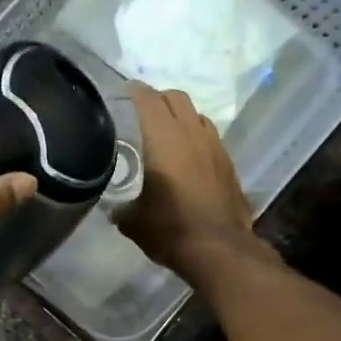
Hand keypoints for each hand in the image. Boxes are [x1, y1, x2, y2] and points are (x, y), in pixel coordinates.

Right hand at [116, 83, 254, 276]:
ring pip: (195, 114)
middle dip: (157, 99)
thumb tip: (113, 207)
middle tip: (140, 113)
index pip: (146, 98)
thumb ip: (120, 206)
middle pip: (174, 97)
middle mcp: (190, 132)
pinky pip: (208, 135)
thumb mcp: (132, 220)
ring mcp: (213, 145)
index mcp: (162, 138)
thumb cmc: (169, 229)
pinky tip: (187, 155)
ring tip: (165, 132)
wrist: (218, 248)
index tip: (119, 94)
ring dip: (179, 116)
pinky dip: (195, 135)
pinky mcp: (227, 161)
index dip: (132, 91)